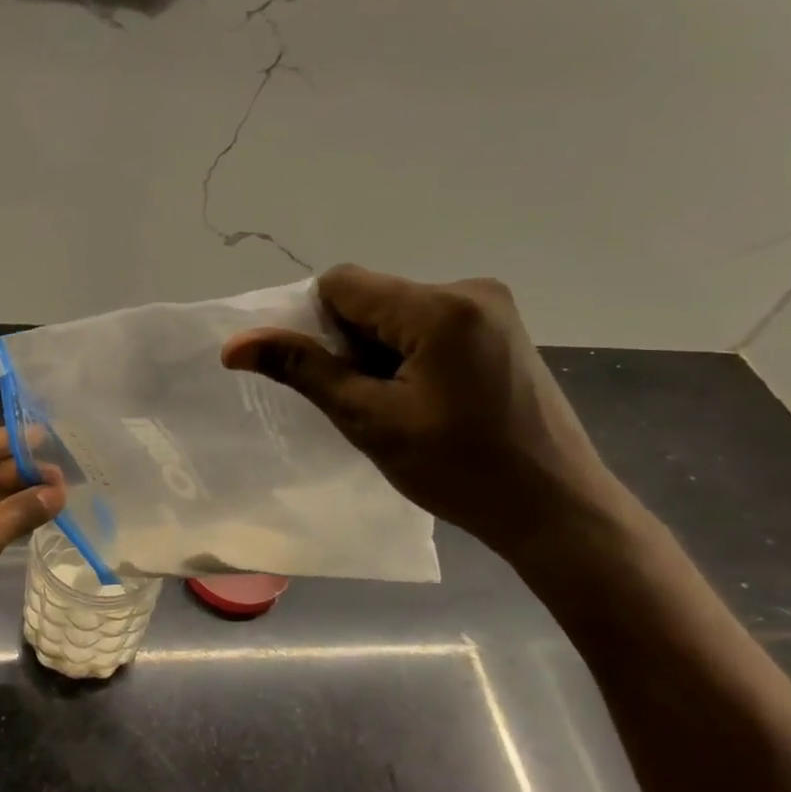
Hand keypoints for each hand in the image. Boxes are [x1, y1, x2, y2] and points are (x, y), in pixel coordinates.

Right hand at [221, 265, 621, 558]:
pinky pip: (430, 324)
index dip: (317, 326)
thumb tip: (235, 344)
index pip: (342, 284)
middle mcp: (470, 288)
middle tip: (369, 402)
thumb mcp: (370, 420)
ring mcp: (492, 306)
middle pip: (373, 297)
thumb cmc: (459, 470)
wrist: (554, 507)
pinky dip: (410, 354)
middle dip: (352, 343)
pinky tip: (428, 399)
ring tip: (402, 407)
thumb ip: (304, 370)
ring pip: (399, 313)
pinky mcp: (501, 327)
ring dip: (381, 352)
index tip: (328, 377)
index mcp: (440, 306)